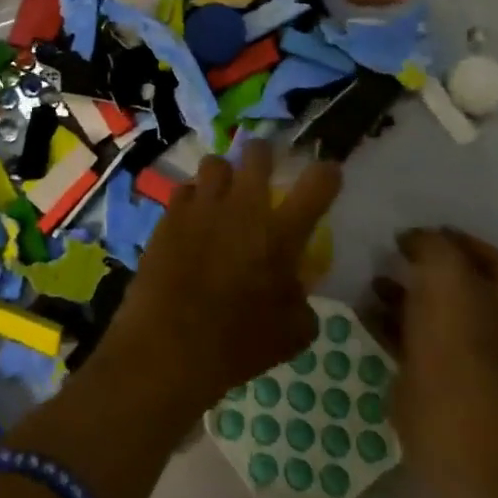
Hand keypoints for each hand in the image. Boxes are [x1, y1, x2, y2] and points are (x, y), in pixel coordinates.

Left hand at [101, 140, 341, 413]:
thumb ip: (300, 298)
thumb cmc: (238, 344)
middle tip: (264, 168)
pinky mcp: (169, 213)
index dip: (326, 173)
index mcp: (280, 234)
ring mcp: (202, 205)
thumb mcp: (292, 333)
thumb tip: (293, 283)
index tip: (328, 171)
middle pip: (257, 154)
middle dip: (264, 154)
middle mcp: (242, 208)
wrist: (169, 343)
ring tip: (223, 193)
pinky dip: (193, 198)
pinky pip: (185, 189)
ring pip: (215, 163)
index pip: (316, 186)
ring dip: (224, 174)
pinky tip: (193, 217)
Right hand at [369, 229, 497, 453]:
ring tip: (374, 281)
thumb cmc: (454, 325)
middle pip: (465, 292)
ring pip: (434, 316)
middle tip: (399, 254)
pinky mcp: (437, 377)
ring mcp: (469, 358)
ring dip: (405, 296)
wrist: (444, 400)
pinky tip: (365, 308)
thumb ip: (430, 242)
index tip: (433, 229)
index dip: (468, 243)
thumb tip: (414, 238)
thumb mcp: (442, 265)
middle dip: (429, 271)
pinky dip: (389, 323)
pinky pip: (411, 340)